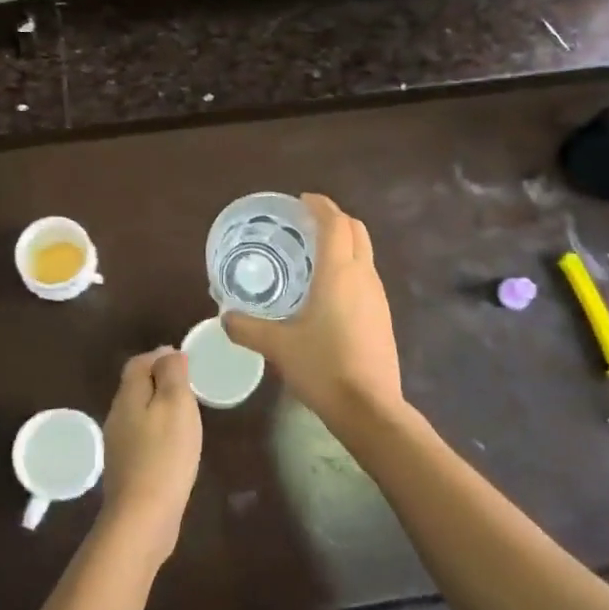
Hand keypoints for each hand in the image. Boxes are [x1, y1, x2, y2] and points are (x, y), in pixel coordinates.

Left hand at [99, 348, 202, 566]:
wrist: (143, 518)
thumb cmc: (164, 455)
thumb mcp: (175, 404)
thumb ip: (172, 374)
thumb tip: (168, 353)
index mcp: (128, 396)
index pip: (138, 363)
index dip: (159, 357)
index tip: (185, 361)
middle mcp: (117, 416)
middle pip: (135, 386)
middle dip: (159, 380)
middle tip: (189, 386)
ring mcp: (119, 445)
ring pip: (138, 412)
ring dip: (159, 406)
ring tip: (186, 413)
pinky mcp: (127, 469)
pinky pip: (142, 437)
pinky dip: (157, 431)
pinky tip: (174, 445)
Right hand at [223, 194, 404, 432]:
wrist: (369, 408)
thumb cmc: (323, 367)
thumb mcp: (278, 346)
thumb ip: (247, 328)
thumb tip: (225, 317)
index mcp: (339, 272)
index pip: (335, 223)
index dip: (320, 205)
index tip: (301, 201)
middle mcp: (363, 276)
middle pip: (356, 230)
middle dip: (334, 219)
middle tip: (305, 225)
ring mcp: (378, 296)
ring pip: (364, 253)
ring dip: (344, 243)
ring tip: (313, 256)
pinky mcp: (383, 316)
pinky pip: (366, 276)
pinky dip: (349, 267)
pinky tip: (327, 291)